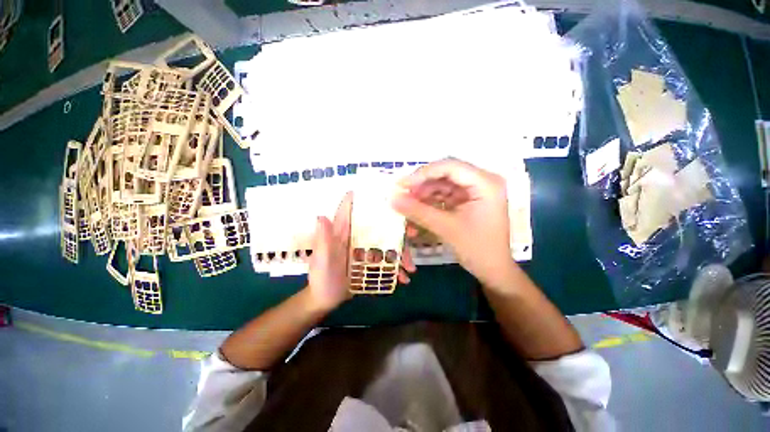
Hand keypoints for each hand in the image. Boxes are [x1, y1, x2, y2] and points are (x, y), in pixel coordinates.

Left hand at [307, 192, 416, 311]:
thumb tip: (321, 216)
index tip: (384, 195)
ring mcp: (364, 249)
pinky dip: (396, 267)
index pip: (351, 210)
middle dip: (396, 228)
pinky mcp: (370, 261)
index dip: (364, 199)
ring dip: (400, 252)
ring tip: (410, 268)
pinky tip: (403, 278)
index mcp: (342, 232)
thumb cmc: (321, 279)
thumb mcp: (322, 260)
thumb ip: (323, 240)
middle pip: (378, 226)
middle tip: (412, 233)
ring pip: (386, 244)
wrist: (325, 300)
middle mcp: (355, 237)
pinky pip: (386, 260)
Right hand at [392, 158, 516, 290]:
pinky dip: (430, 202)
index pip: (450, 167)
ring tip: (407, 205)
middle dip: (422, 185)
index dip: (423, 173)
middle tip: (402, 194)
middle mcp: (482, 181)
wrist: (493, 270)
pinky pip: (444, 195)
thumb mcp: (446, 228)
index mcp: (485, 183)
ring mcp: (474, 191)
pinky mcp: (467, 200)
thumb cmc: (476, 249)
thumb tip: (392, 198)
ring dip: (424, 194)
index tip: (402, 185)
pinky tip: (417, 210)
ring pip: (442, 184)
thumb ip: (418, 211)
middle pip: (445, 174)